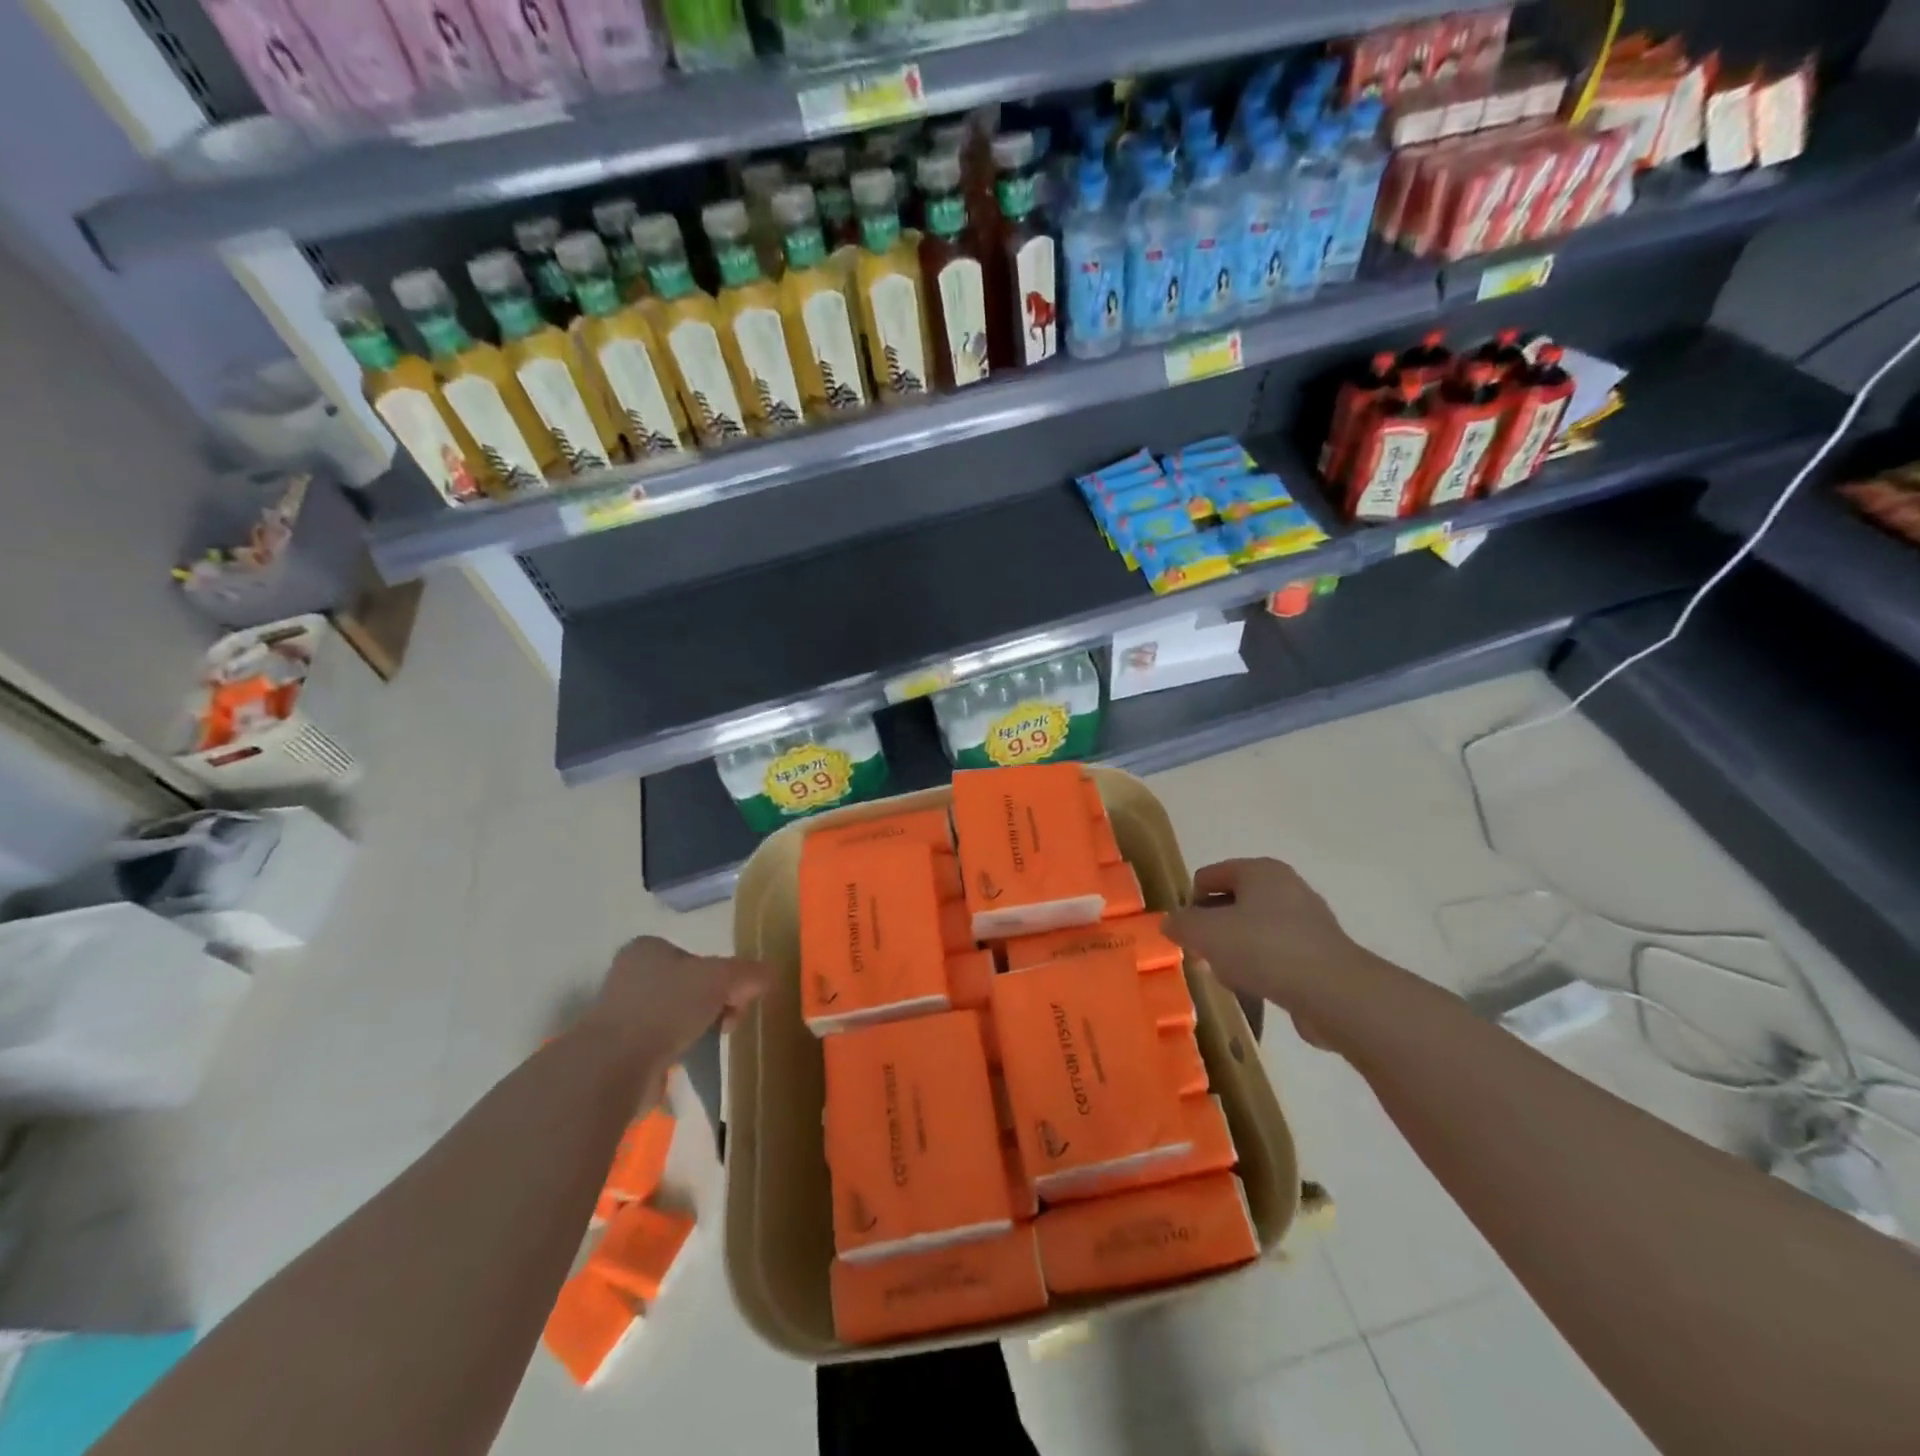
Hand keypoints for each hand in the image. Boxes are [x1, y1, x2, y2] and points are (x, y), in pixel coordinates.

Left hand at [585, 935, 774, 1067]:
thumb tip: (771, 974)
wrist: (615, 1065)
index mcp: (648, 948)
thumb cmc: (667, 1008)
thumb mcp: (721, 979)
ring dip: (694, 1029)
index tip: (736, 999)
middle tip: (726, 1024)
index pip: (697, 957)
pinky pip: (659, 1043)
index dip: (723, 977)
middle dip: (713, 1004)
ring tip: (703, 1045)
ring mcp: (619, 1013)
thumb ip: (748, 973)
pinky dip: (675, 1051)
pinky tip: (682, 1062)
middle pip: (689, 986)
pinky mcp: (616, 1050)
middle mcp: (629, 975)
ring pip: (675, 1015)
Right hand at [1165, 858, 1374, 1044]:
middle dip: (1212, 929)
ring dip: (1234, 951)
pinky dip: (1261, 966)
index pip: (1208, 876)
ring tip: (1229, 976)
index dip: (1190, 903)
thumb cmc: (1263, 948)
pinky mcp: (1320, 952)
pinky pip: (1276, 953)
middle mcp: (1286, 886)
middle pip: (1231, 903)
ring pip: (1253, 930)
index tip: (1187, 934)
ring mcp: (1307, 920)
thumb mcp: (1206, 933)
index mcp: (1259, 870)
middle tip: (1203, 957)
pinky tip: (1256, 987)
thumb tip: (1170, 923)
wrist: (1332, 992)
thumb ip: (1181, 924)